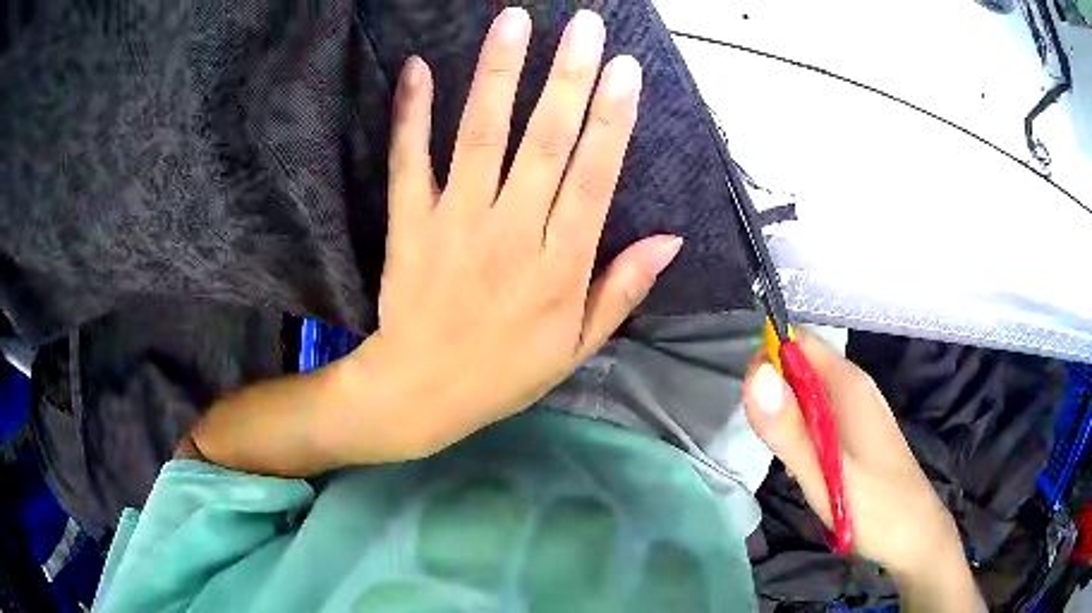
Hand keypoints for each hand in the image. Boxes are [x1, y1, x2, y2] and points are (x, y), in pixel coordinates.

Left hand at [343, 8, 681, 456]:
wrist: (422, 391)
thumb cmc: (505, 372)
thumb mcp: (578, 346)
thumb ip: (623, 289)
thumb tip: (670, 240)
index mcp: (560, 265)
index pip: (595, 177)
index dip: (613, 119)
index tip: (625, 70)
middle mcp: (511, 232)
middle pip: (546, 141)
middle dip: (568, 76)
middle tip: (584, 24)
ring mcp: (455, 222)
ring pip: (482, 135)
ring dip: (499, 74)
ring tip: (515, 21)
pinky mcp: (409, 222)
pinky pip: (410, 160)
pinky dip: (412, 114)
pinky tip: (418, 69)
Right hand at [744, 336, 982, 609]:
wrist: (914, 534)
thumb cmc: (873, 506)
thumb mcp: (823, 474)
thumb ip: (788, 428)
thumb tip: (754, 374)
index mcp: (848, 383)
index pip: (797, 342)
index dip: (767, 362)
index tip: (755, 409)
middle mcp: (854, 386)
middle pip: (801, 367)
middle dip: (777, 398)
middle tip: (775, 446)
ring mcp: (859, 408)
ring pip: (809, 395)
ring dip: (790, 421)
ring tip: (793, 463)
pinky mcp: (859, 430)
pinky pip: (821, 416)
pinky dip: (805, 435)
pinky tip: (810, 469)